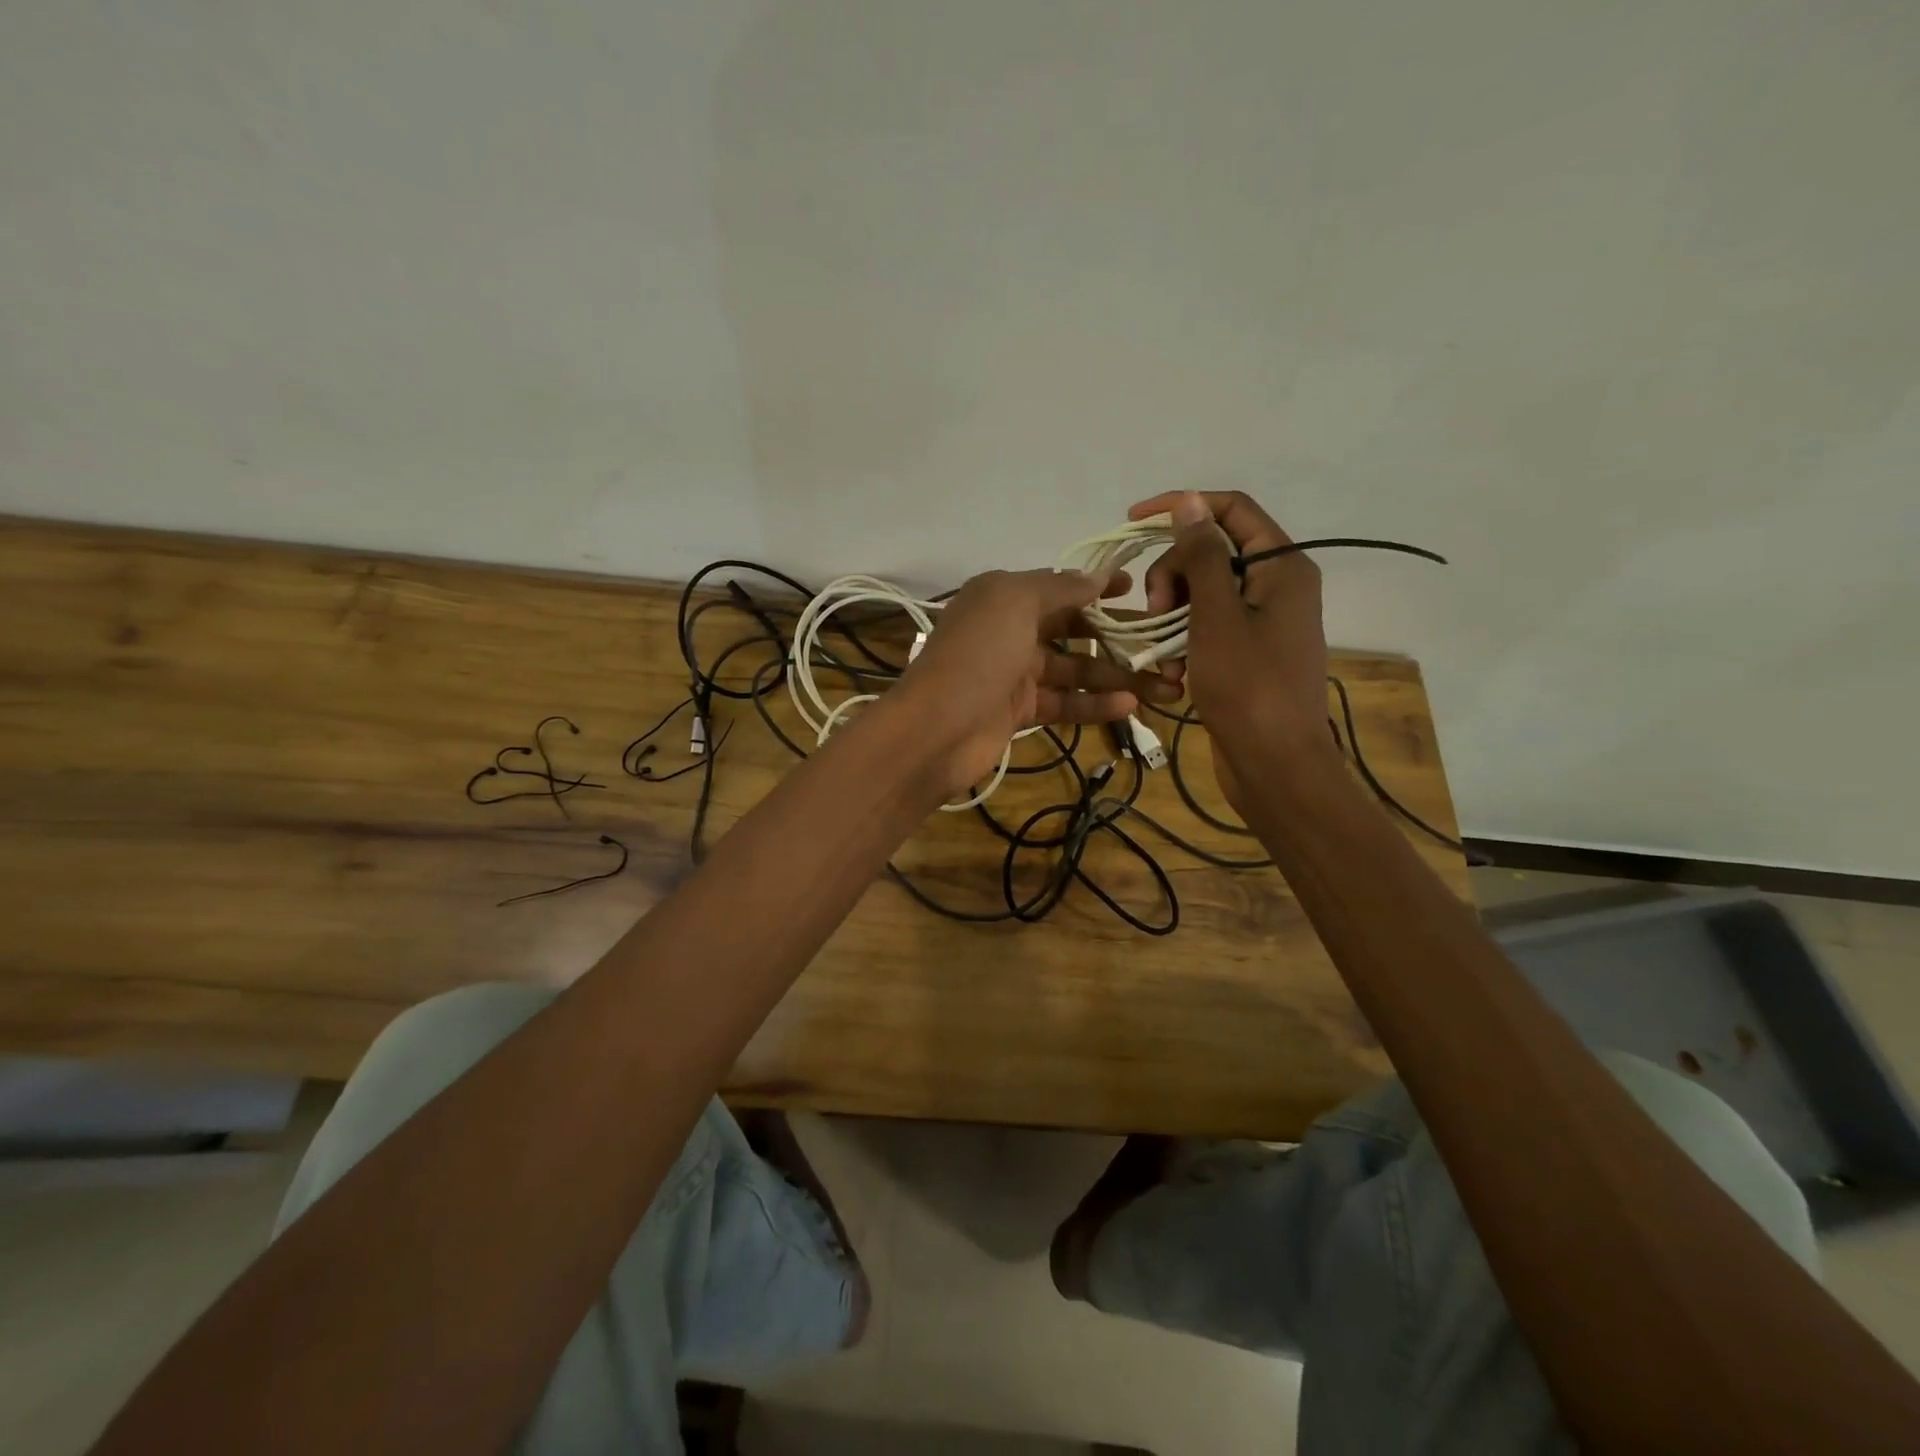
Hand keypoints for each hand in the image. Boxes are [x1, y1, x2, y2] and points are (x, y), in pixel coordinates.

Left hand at [898, 568, 1178, 796]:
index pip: (1058, 586)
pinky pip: (1065, 702)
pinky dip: (1095, 704)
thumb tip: (1097, 577)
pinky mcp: (1020, 711)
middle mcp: (1009, 630)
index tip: (1136, 589)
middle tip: (1161, 646)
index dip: (1096, 587)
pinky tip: (1130, 706)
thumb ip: (1060, 588)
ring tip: (1165, 686)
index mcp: (1002, 596)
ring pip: (1075, 670)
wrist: (936, 729)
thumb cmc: (978, 654)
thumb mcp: (1016, 602)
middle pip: (1071, 629)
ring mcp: (1014, 673)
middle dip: (1115, 636)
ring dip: (1117, 677)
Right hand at [1129, 490, 1335, 811]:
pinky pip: (1209, 627)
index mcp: (1282, 567)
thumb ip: (1201, 556)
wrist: (1275, 764)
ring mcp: (1264, 621)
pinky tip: (1175, 672)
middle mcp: (1278, 586)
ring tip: (1165, 653)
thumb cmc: (1248, 687)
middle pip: (1213, 552)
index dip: (1183, 507)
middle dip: (1173, 574)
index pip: (1231, 510)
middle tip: (1156, 612)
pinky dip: (1186, 642)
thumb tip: (1190, 501)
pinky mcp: (1249, 652)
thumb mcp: (1216, 617)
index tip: (1134, 521)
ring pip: (1204, 592)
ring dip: (1174, 614)